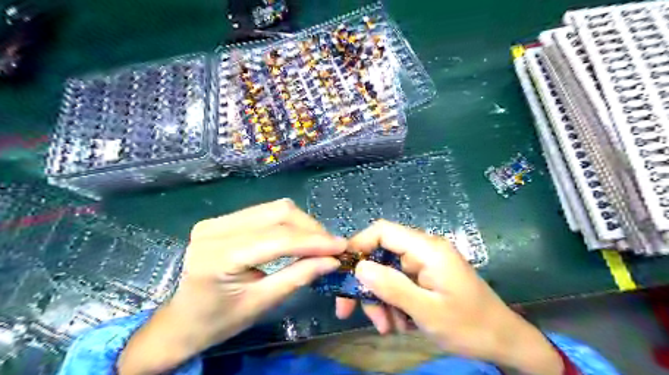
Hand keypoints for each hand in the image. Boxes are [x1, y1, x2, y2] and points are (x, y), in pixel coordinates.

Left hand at [119, 200, 343, 374]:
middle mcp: (215, 229)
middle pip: (277, 213)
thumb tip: (332, 260)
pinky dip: (287, 223)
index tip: (341, 247)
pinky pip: (265, 212)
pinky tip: (297, 237)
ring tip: (317, 243)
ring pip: (274, 208)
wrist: (182, 320)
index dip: (313, 241)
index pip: (277, 239)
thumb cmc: (218, 321)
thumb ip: (298, 277)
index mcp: (218, 257)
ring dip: (301, 223)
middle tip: (330, 247)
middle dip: (310, 229)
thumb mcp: (261, 303)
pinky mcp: (222, 219)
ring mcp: (216, 220)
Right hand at [337, 219, 560, 374]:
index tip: (342, 269)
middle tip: (350, 311)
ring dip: (380, 299)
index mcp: (427, 249)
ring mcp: (424, 264)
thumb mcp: (427, 311)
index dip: (359, 244)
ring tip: (386, 327)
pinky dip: (393, 303)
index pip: (383, 231)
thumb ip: (392, 287)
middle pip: (381, 255)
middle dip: (367, 284)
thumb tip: (359, 267)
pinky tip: (400, 324)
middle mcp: (423, 250)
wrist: (503, 341)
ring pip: (387, 273)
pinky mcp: (426, 277)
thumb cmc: (469, 326)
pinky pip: (399, 284)